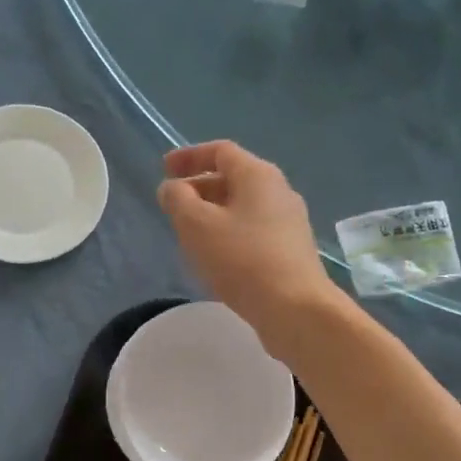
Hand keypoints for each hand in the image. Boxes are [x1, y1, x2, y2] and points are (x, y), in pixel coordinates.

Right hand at [157, 141, 336, 350]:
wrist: (295, 309)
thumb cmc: (242, 259)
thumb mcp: (196, 224)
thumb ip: (177, 199)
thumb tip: (173, 188)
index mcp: (258, 175)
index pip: (220, 151)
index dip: (189, 156)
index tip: (164, 169)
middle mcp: (279, 191)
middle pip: (233, 178)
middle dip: (199, 188)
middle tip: (173, 207)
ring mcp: (289, 222)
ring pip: (243, 207)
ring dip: (213, 214)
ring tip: (189, 234)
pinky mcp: (291, 250)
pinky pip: (253, 230)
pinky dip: (229, 233)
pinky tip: (216, 258)